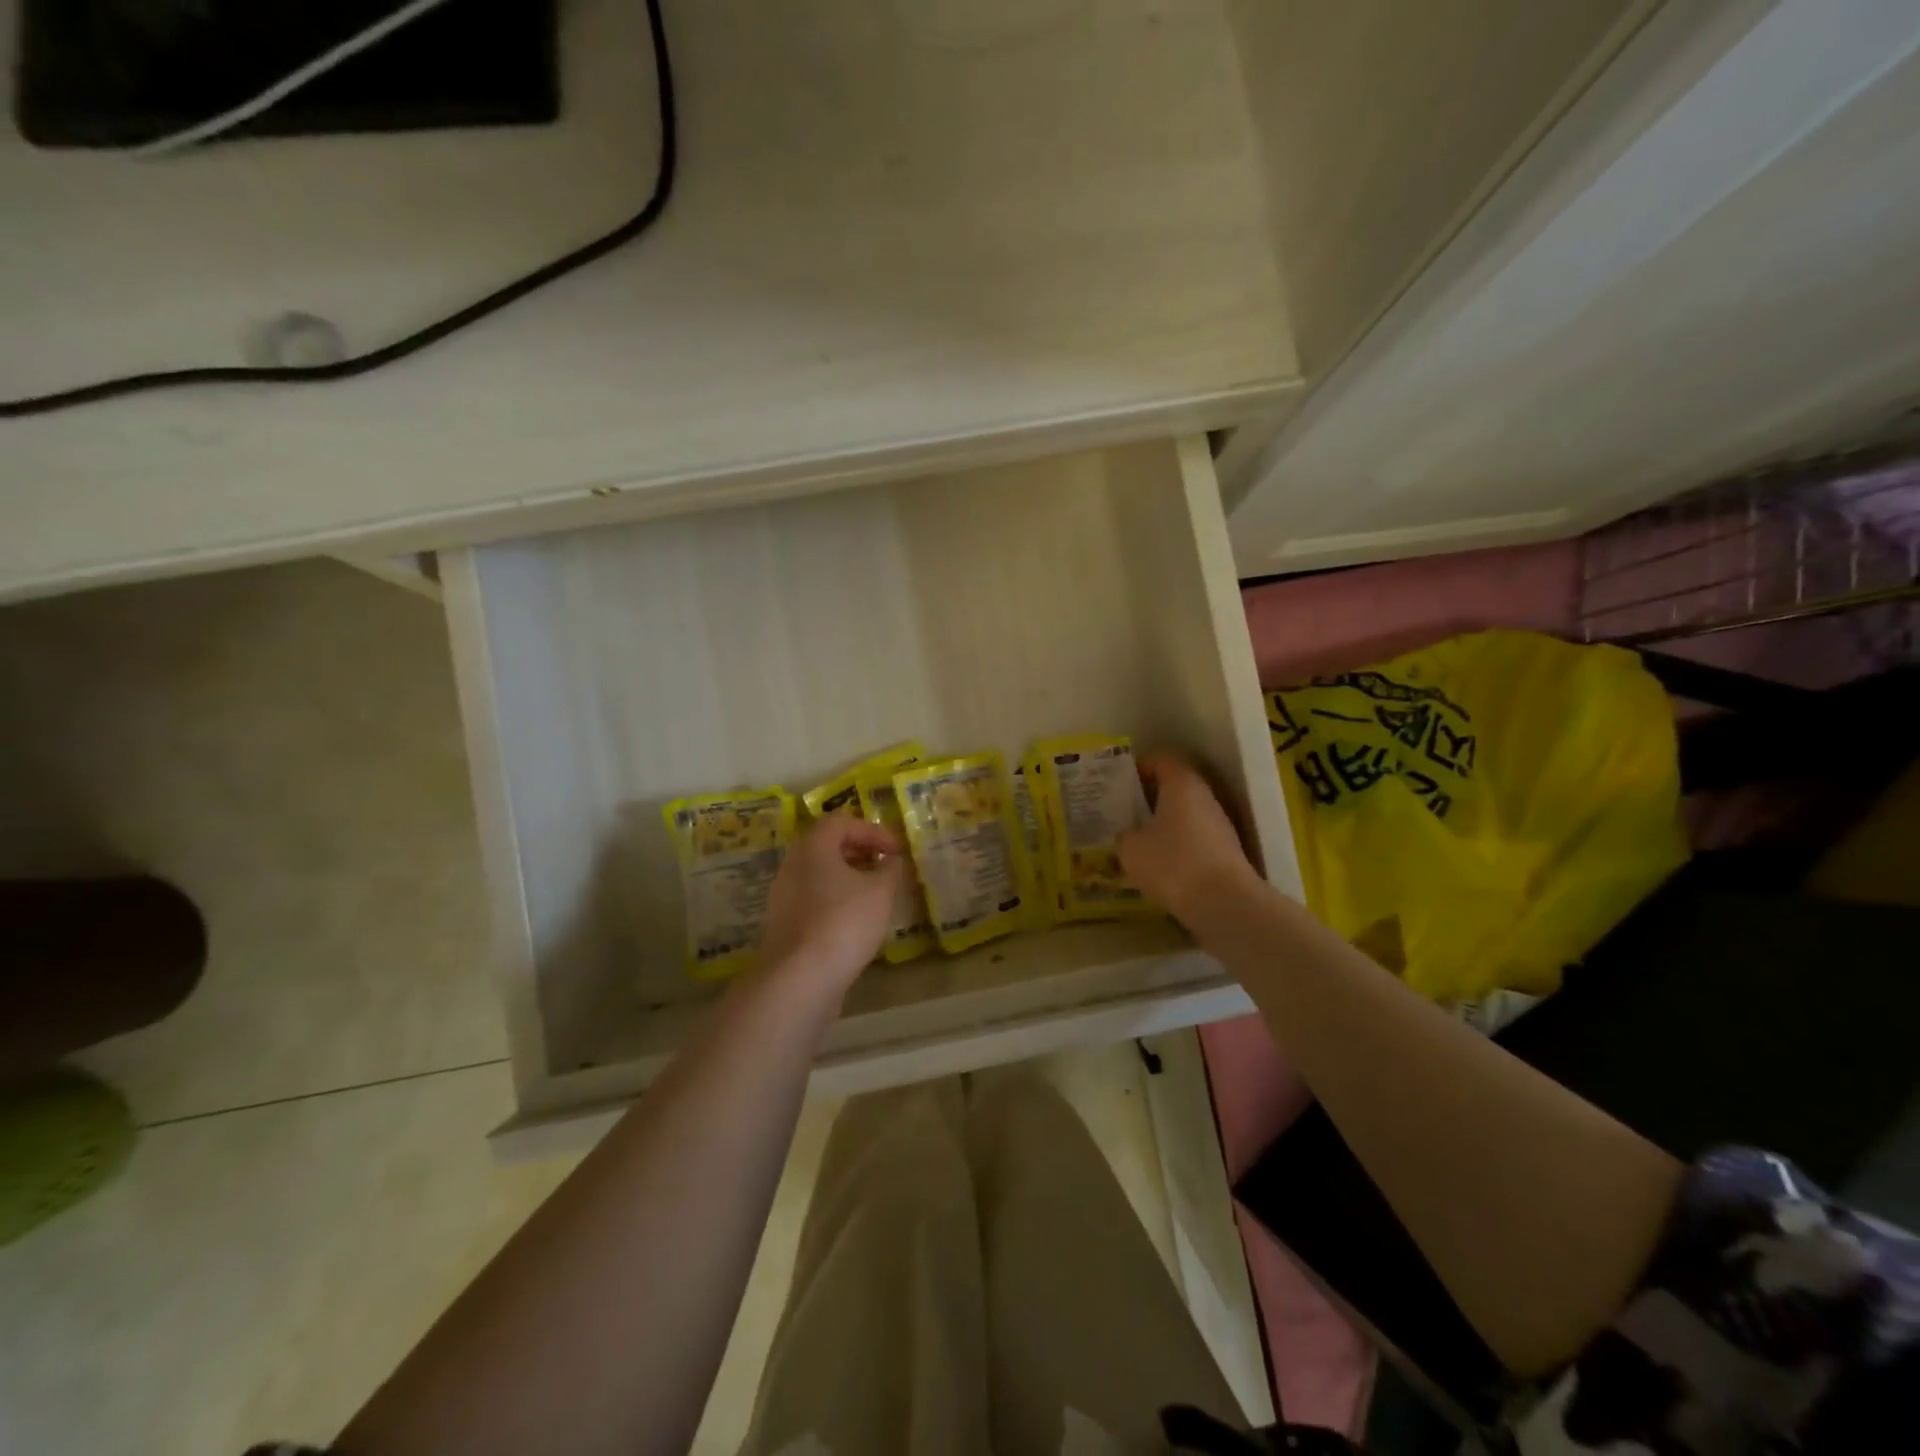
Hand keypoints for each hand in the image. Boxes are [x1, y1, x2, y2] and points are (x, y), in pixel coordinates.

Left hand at [757, 815, 903, 993]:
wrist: (800, 978)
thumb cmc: (844, 921)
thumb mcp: (881, 891)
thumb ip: (890, 869)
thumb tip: (891, 860)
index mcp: (813, 846)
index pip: (842, 822)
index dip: (873, 831)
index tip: (897, 851)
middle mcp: (792, 865)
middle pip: (827, 847)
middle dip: (860, 852)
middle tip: (886, 867)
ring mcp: (784, 896)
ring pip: (820, 875)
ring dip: (849, 879)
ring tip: (876, 895)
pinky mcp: (785, 925)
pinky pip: (814, 901)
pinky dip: (837, 902)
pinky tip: (857, 922)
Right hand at [1117, 754, 1260, 924]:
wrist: (1225, 904)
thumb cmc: (1173, 864)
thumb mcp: (1131, 849)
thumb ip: (1124, 834)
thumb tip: (1127, 833)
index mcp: (1182, 784)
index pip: (1161, 759)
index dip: (1140, 766)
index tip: (1120, 781)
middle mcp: (1205, 797)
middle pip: (1175, 786)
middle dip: (1149, 796)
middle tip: (1124, 810)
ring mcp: (1220, 824)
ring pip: (1186, 813)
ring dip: (1164, 822)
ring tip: (1138, 838)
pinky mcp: (1226, 851)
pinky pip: (1195, 837)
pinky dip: (1177, 844)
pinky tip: (1160, 863)